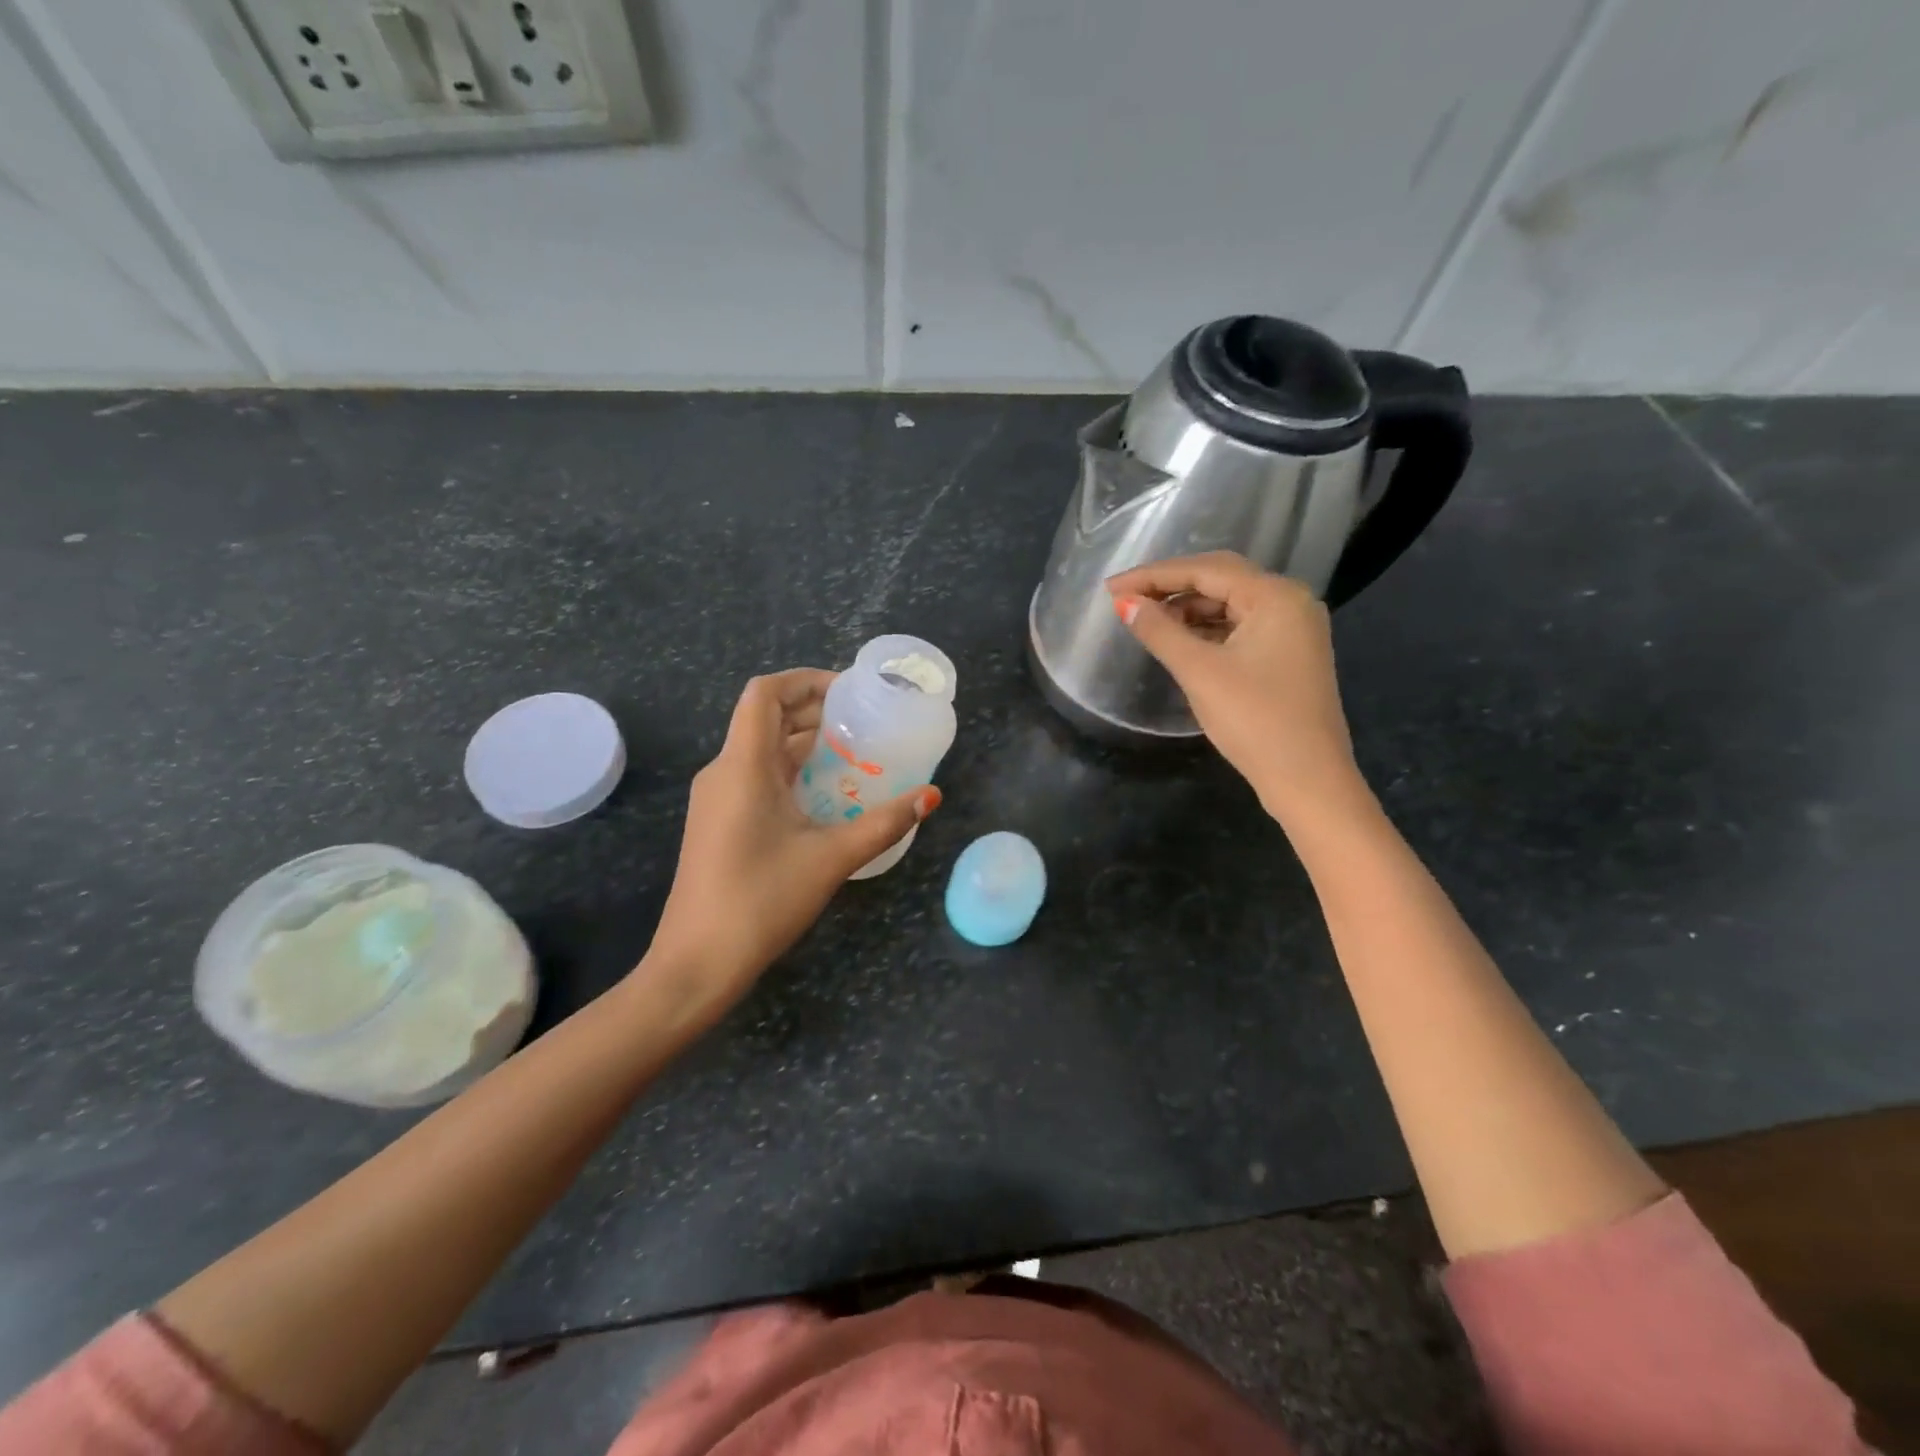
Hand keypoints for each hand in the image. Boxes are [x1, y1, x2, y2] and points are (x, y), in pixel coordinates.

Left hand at [645, 669, 940, 1016]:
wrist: (697, 963)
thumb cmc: (761, 901)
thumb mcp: (831, 858)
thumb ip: (884, 823)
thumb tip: (931, 796)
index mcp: (743, 765)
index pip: (765, 693)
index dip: (805, 680)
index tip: (849, 690)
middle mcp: (724, 771)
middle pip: (765, 717)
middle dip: (813, 709)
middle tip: (863, 719)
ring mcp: (717, 798)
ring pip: (762, 749)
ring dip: (804, 741)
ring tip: (854, 750)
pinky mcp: (719, 822)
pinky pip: (757, 776)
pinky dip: (792, 770)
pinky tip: (827, 792)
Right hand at [1106, 552, 1367, 822]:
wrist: (1308, 779)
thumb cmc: (1254, 720)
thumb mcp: (1200, 671)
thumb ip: (1160, 631)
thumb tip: (1125, 604)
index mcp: (1276, 596)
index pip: (1206, 570)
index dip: (1153, 576)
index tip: (1111, 588)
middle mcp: (1291, 602)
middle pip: (1221, 580)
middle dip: (1170, 587)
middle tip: (1125, 599)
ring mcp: (1294, 630)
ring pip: (1230, 605)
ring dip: (1188, 610)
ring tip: (1146, 621)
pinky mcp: (1289, 656)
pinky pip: (1241, 628)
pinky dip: (1208, 630)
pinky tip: (1179, 640)